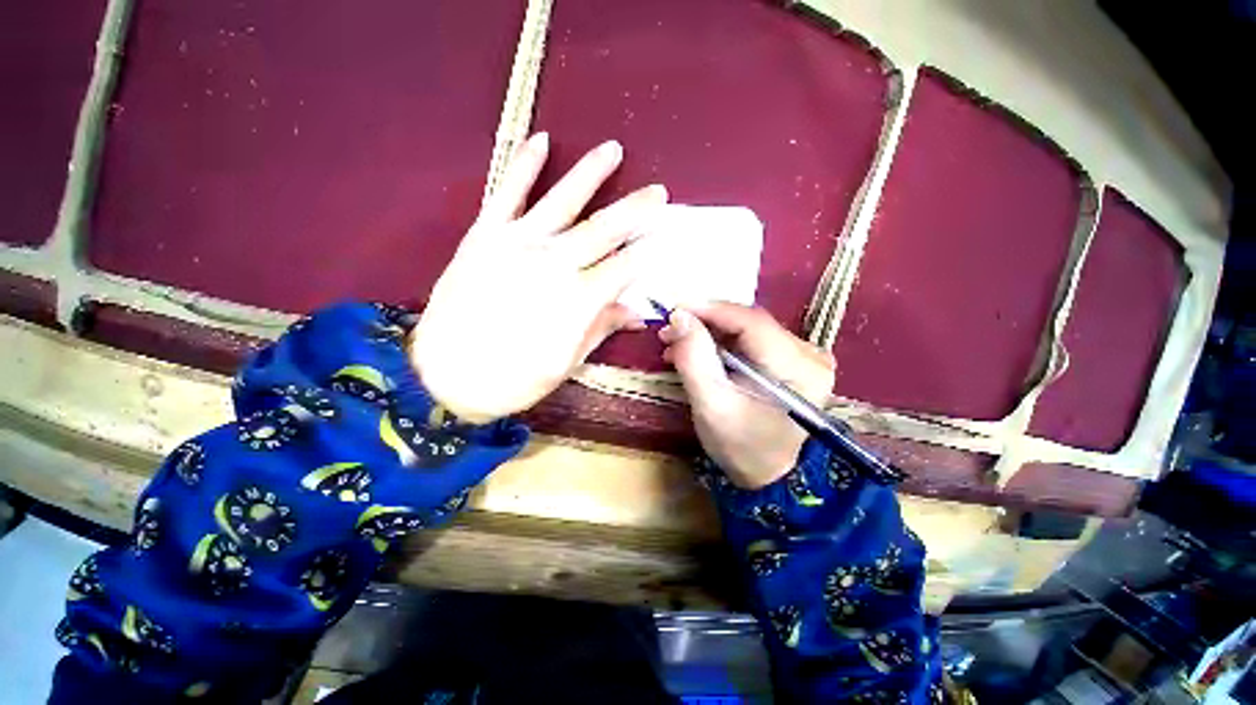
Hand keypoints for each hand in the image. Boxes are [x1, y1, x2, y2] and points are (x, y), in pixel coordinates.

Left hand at [411, 133, 667, 422]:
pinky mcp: (484, 235)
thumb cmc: (513, 379)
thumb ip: (603, 329)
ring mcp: (517, 244)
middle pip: (604, 229)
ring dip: (591, 173)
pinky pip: (507, 192)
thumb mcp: (567, 363)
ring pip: (563, 200)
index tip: (664, 240)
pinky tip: (540, 140)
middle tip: (659, 193)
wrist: (443, 377)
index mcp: (578, 300)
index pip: (624, 267)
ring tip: (612, 149)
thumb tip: (638, 314)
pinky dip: (523, 164)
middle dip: (637, 209)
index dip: (647, 253)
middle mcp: (553, 263)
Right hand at [660, 304, 835, 489]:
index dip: (710, 310)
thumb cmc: (742, 447)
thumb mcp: (711, 405)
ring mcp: (803, 356)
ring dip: (709, 333)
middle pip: (748, 323)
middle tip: (669, 332)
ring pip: (746, 329)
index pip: (751, 322)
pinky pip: (751, 340)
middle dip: (705, 324)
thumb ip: (694, 358)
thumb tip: (679, 317)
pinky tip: (698, 351)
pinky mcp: (792, 361)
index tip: (674, 309)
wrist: (769, 475)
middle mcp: (809, 354)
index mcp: (798, 368)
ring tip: (677, 344)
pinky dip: (721, 343)